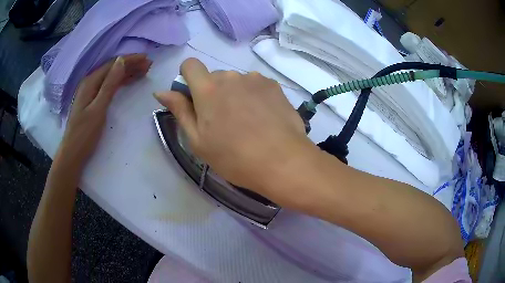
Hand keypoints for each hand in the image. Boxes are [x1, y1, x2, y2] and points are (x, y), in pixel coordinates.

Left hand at [57, 54, 151, 167]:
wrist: (73, 153)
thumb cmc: (85, 134)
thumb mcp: (98, 108)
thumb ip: (110, 84)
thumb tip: (121, 60)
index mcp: (90, 81)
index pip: (113, 64)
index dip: (130, 59)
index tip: (147, 59)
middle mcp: (90, 82)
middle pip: (112, 68)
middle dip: (131, 64)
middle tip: (149, 65)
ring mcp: (91, 91)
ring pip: (111, 76)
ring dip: (127, 72)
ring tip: (143, 71)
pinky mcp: (92, 100)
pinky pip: (109, 85)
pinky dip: (120, 82)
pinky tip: (128, 82)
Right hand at [154, 58, 313, 198]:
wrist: (282, 161)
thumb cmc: (234, 157)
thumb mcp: (198, 140)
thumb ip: (179, 110)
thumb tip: (161, 92)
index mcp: (207, 88)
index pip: (190, 64)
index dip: (188, 77)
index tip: (193, 97)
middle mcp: (230, 76)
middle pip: (214, 76)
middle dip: (212, 92)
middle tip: (222, 121)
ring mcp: (254, 78)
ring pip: (236, 81)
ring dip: (234, 94)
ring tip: (246, 122)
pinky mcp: (273, 85)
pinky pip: (255, 84)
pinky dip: (253, 95)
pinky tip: (263, 117)